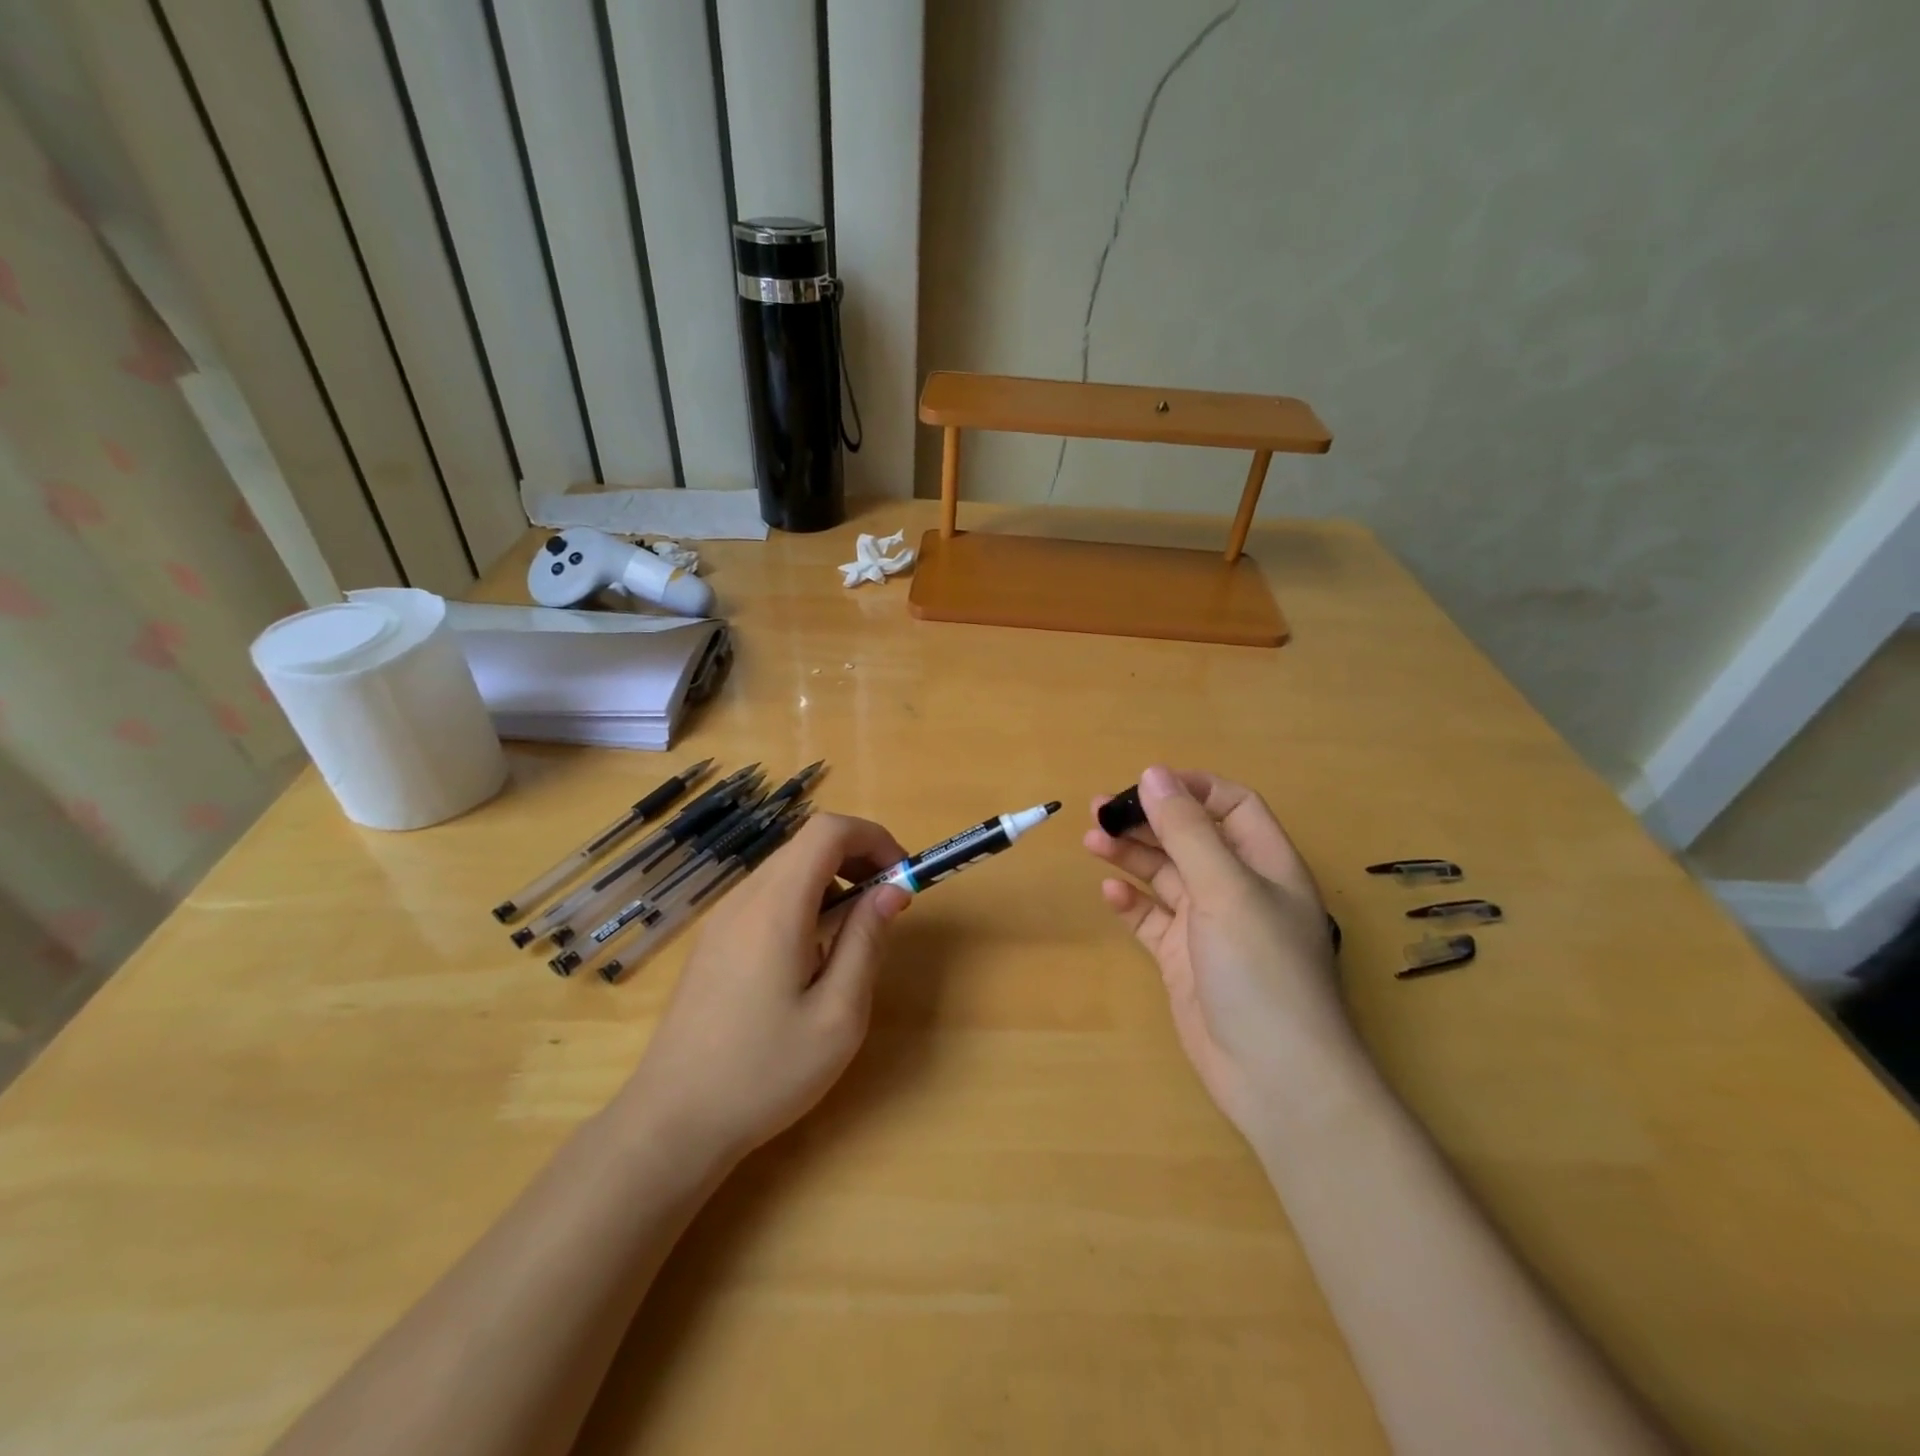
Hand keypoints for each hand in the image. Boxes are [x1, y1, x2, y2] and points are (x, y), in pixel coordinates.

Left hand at [620, 814, 911, 1164]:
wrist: (673, 1122)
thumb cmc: (765, 1073)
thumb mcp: (838, 1015)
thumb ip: (867, 941)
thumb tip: (893, 888)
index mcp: (776, 908)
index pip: (828, 830)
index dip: (873, 838)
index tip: (902, 877)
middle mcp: (744, 899)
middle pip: (807, 845)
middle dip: (858, 859)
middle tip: (887, 906)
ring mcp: (722, 919)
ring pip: (788, 869)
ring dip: (832, 882)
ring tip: (853, 937)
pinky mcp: (714, 941)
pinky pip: (768, 897)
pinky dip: (804, 902)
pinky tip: (812, 957)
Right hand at [1084, 766, 1354, 1134]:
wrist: (1275, 1076)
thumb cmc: (1261, 970)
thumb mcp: (1225, 889)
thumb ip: (1187, 831)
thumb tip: (1153, 773)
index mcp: (1266, 864)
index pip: (1232, 806)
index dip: (1192, 789)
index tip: (1145, 783)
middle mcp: (1239, 889)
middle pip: (1190, 838)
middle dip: (1149, 820)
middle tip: (1099, 811)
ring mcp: (1210, 926)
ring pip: (1166, 876)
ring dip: (1132, 856)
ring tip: (1091, 840)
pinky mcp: (1185, 960)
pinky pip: (1153, 920)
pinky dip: (1131, 904)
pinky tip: (1109, 894)